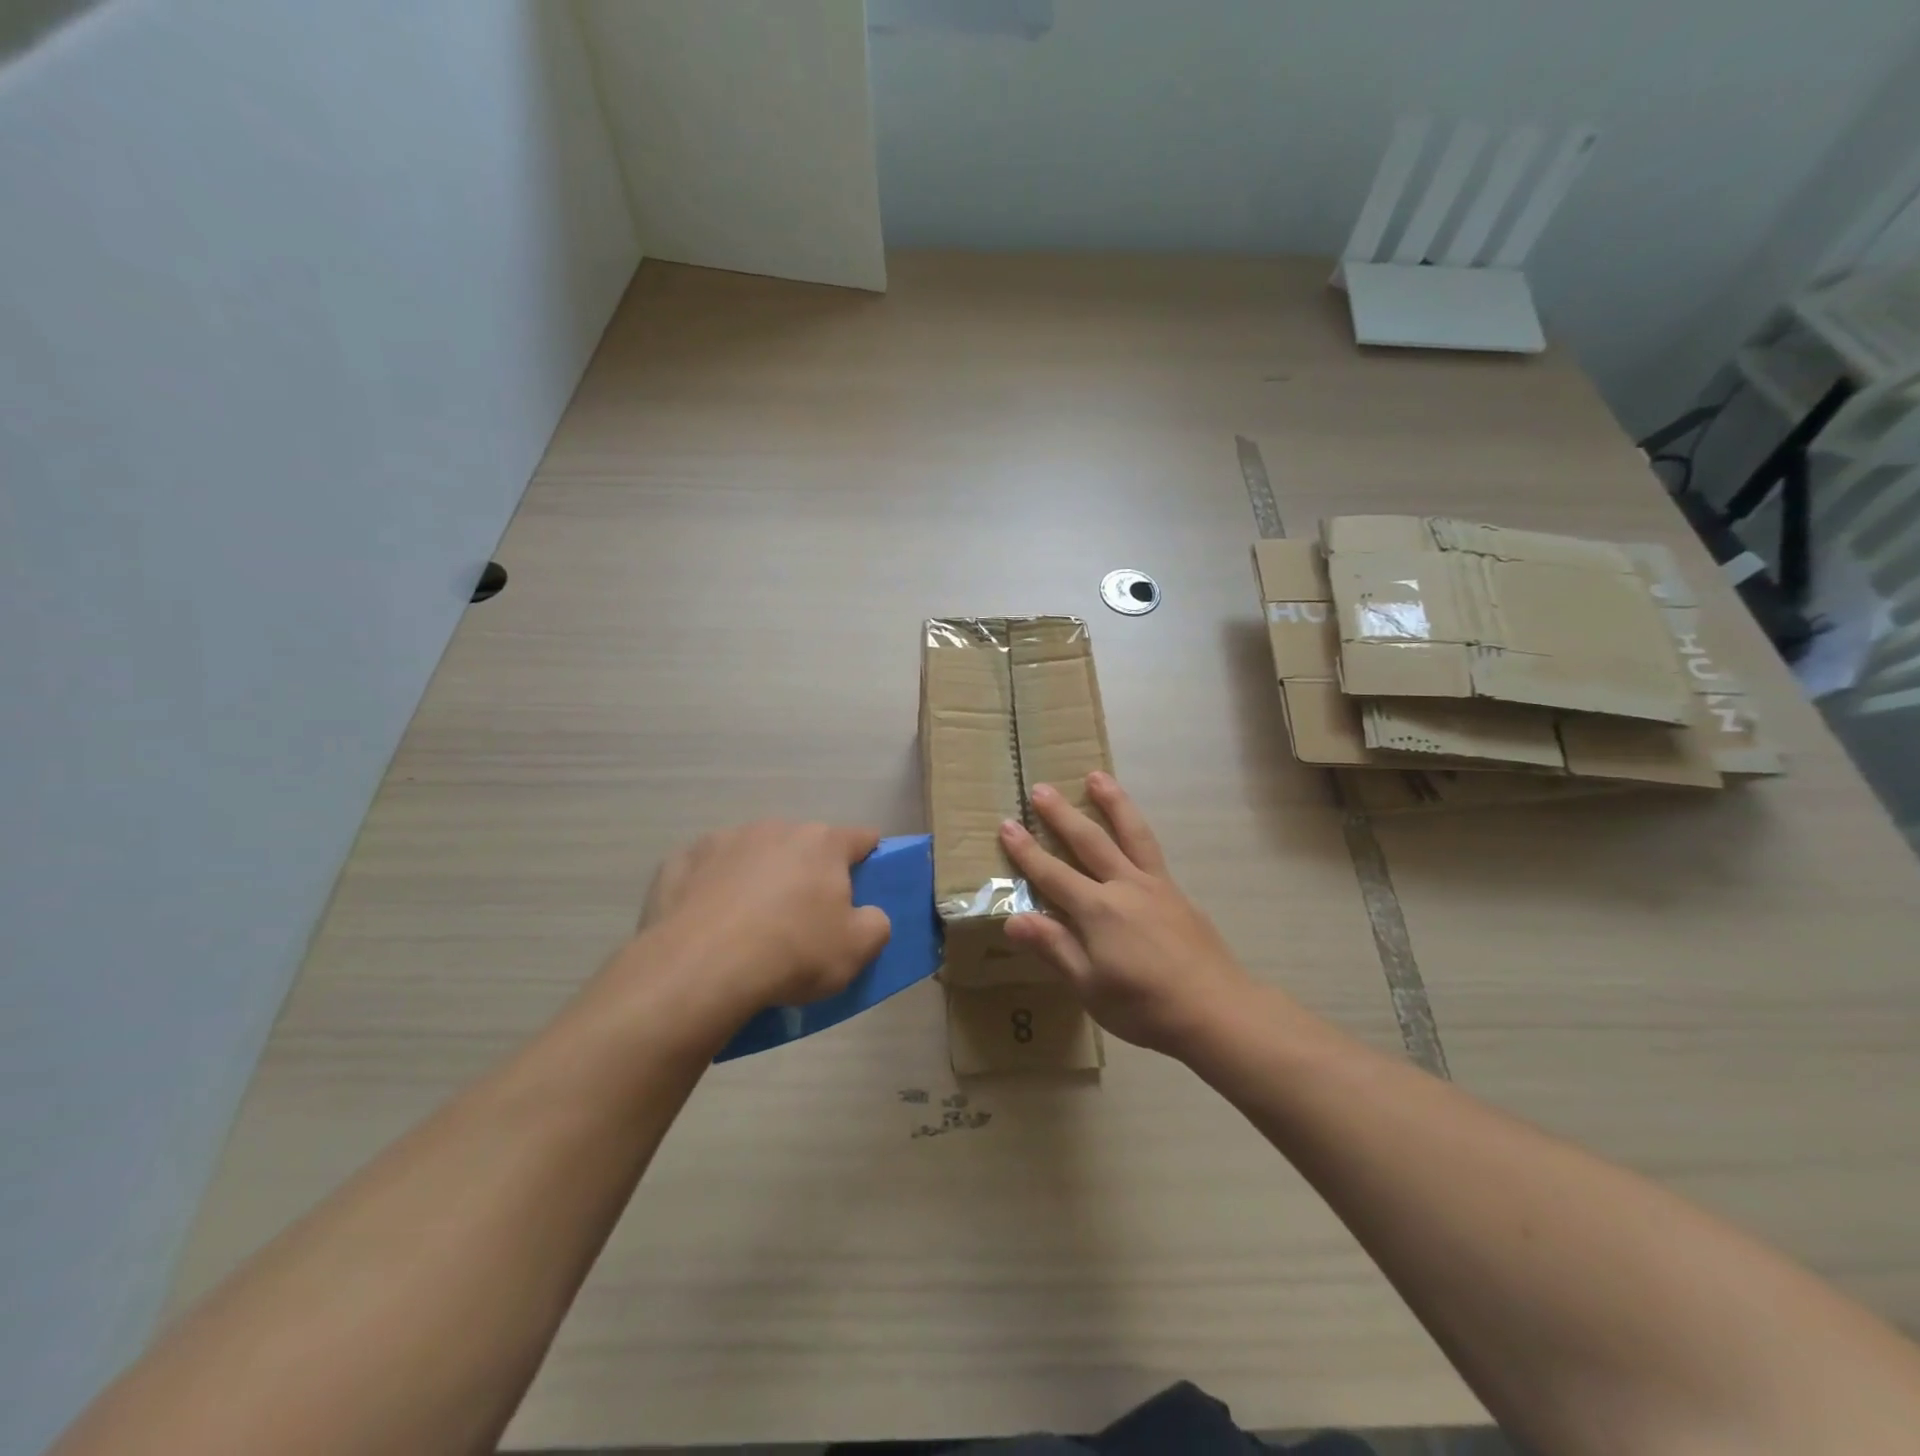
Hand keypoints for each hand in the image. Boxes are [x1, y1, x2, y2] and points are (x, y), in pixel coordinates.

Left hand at [631, 821, 891, 1023]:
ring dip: (759, 875)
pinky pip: (707, 870)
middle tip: (803, 916)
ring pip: (753, 854)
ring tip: (749, 923)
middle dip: (807, 871)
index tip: (863, 883)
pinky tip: (707, 922)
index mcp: (823, 843)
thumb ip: (876, 924)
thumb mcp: (856, 950)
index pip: (861, 838)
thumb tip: (868, 914)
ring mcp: (725, 840)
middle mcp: (776, 829)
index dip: (868, 858)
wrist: (700, 969)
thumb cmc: (792, 953)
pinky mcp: (681, 860)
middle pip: (803, 845)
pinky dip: (713, 888)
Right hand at [1000, 774, 1255, 1056]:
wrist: (1217, 1010)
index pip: (1052, 874)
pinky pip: (1151, 849)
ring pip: (1130, 832)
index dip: (1026, 851)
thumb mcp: (1090, 986)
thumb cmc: (1144, 1006)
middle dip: (1061, 815)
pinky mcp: (1176, 893)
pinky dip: (1137, 829)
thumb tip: (1012, 920)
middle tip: (1041, 788)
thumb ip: (1054, 948)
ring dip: (1111, 802)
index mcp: (1097, 910)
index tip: (1007, 824)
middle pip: (1088, 841)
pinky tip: (1133, 828)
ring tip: (1097, 776)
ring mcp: (1155, 885)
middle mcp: (1124, 886)